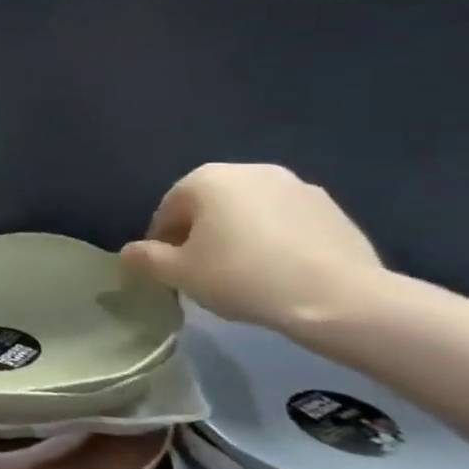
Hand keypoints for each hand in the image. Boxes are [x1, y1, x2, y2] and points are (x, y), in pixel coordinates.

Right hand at [119, 163, 383, 330]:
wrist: (340, 298)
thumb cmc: (243, 276)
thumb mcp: (178, 273)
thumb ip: (145, 259)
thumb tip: (128, 253)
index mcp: (207, 179)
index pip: (169, 210)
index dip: (163, 242)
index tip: (171, 271)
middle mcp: (251, 171)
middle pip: (210, 206)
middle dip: (202, 234)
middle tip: (205, 272)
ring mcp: (298, 187)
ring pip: (250, 213)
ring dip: (240, 236)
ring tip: (245, 274)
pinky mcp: (334, 210)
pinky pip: (287, 223)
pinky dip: (276, 241)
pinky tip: (280, 273)